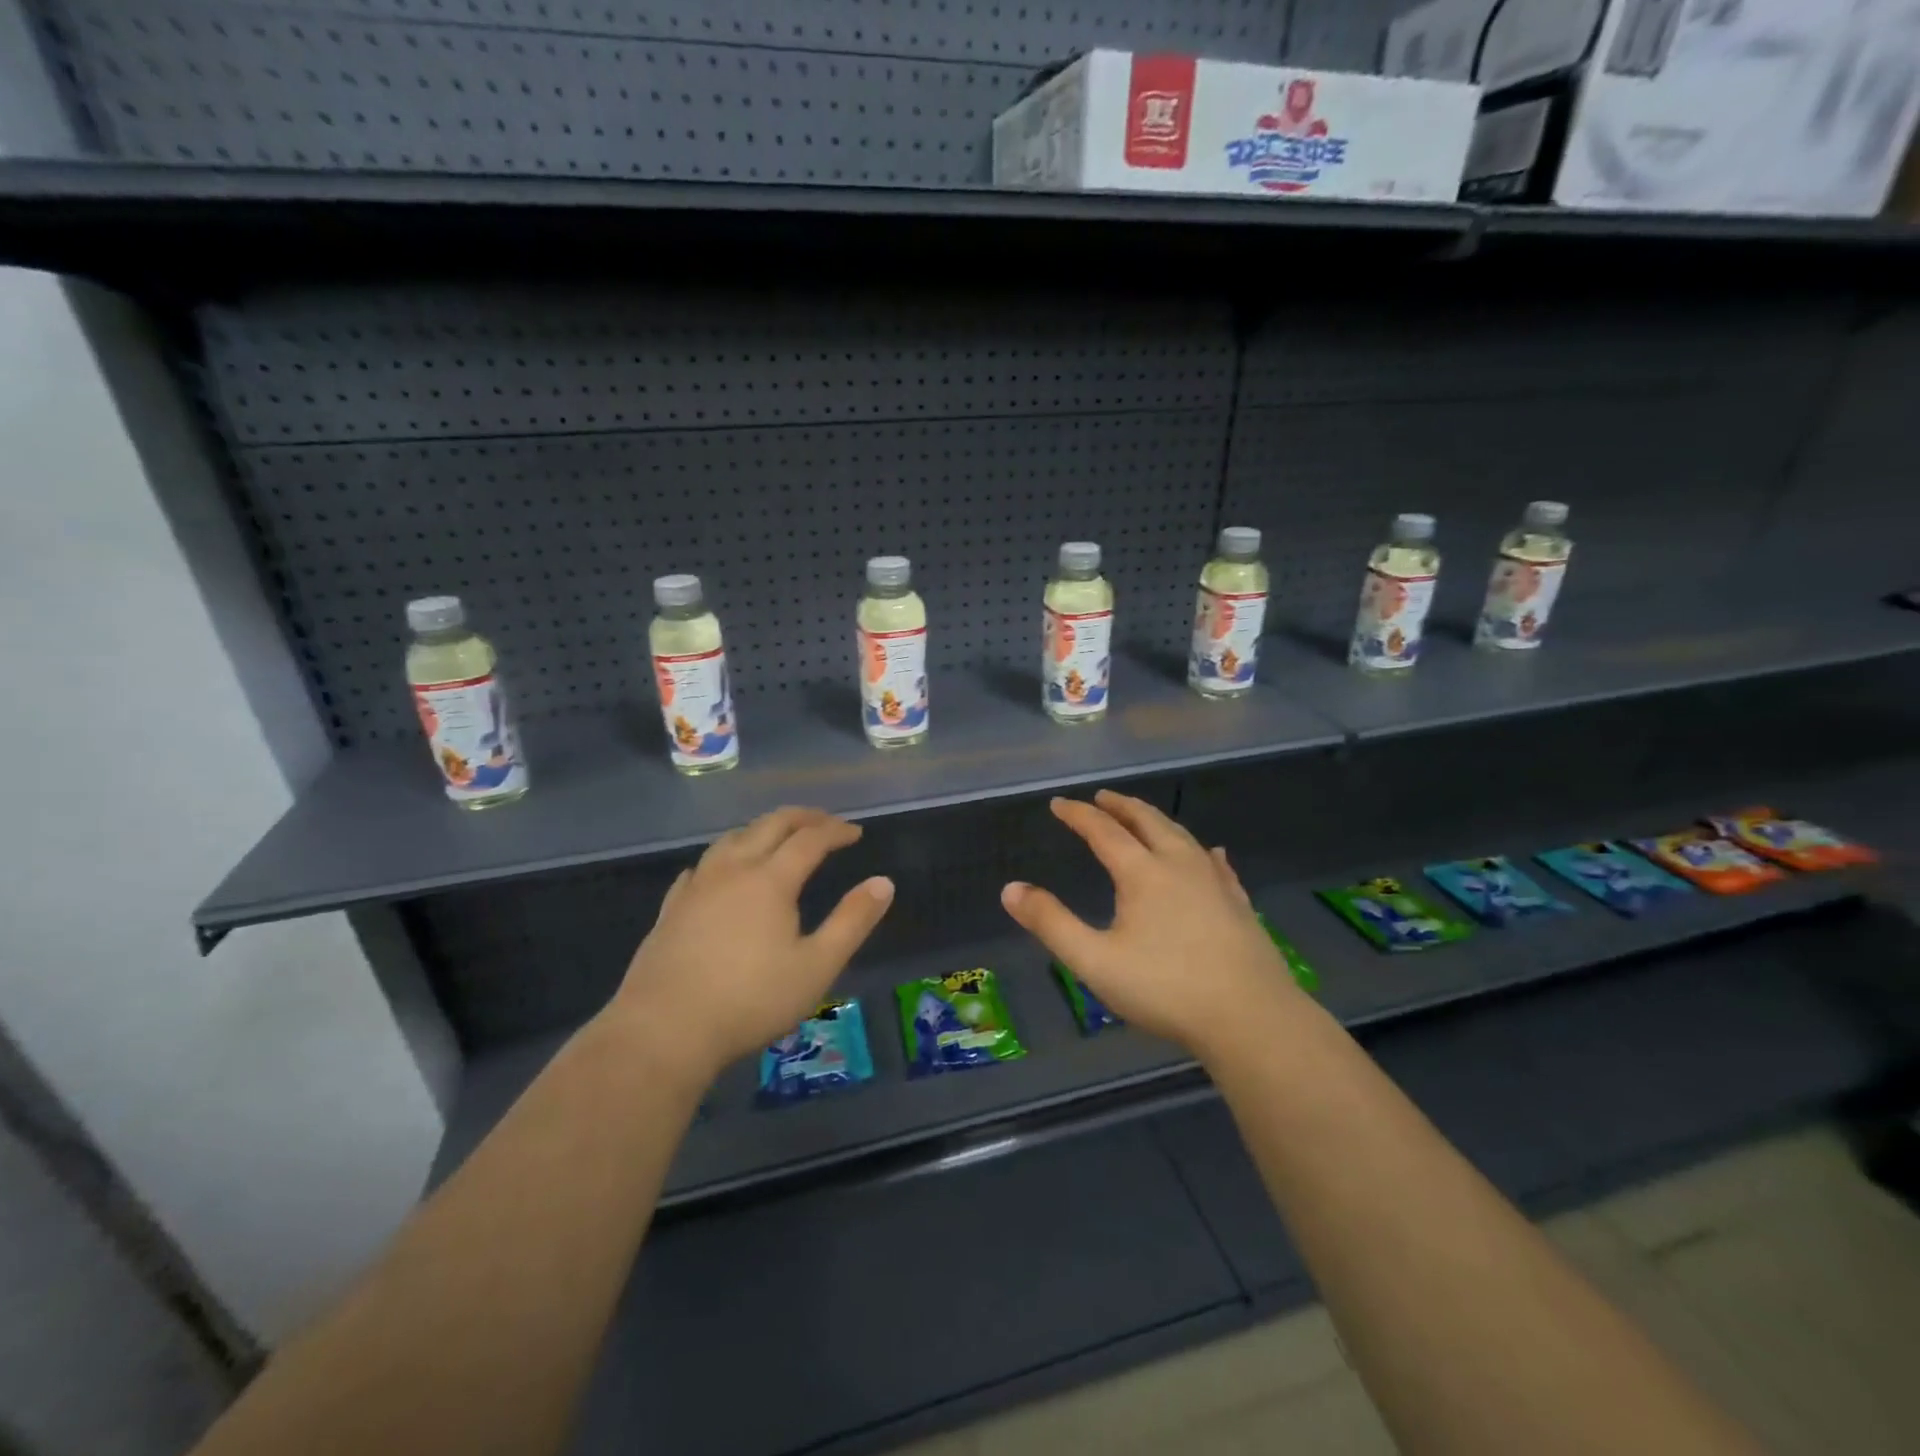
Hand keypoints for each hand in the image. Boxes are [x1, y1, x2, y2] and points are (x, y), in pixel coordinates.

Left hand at [607, 807, 893, 1082]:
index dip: (836, 831)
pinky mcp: (671, 908)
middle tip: (824, 821)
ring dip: (761, 829)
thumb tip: (884, 882)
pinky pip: (701, 866)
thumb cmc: (751, 1000)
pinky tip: (720, 871)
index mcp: (771, 880)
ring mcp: (697, 887)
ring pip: (731, 839)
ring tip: (776, 837)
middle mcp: (733, 870)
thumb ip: (853, 921)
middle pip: (769, 825)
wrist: (664, 1030)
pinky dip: (723, 857)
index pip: (810, 839)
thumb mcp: (817, 966)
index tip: (855, 832)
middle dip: (801, 818)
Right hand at [1000, 790, 1303, 1057]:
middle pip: (1147, 822)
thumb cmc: (1166, 988)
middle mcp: (1179, 865)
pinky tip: (1213, 852)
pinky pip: (1218, 865)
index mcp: (1142, 873)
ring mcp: (1215, 883)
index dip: (1078, 815)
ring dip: (1158, 821)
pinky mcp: (1239, 905)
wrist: (1251, 1018)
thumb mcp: (1095, 961)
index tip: (1059, 804)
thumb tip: (1010, 889)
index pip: (1103, 831)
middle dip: (1121, 806)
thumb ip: (1051, 923)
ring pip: (1183, 837)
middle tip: (1103, 797)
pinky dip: (1204, 852)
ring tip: (1145, 817)